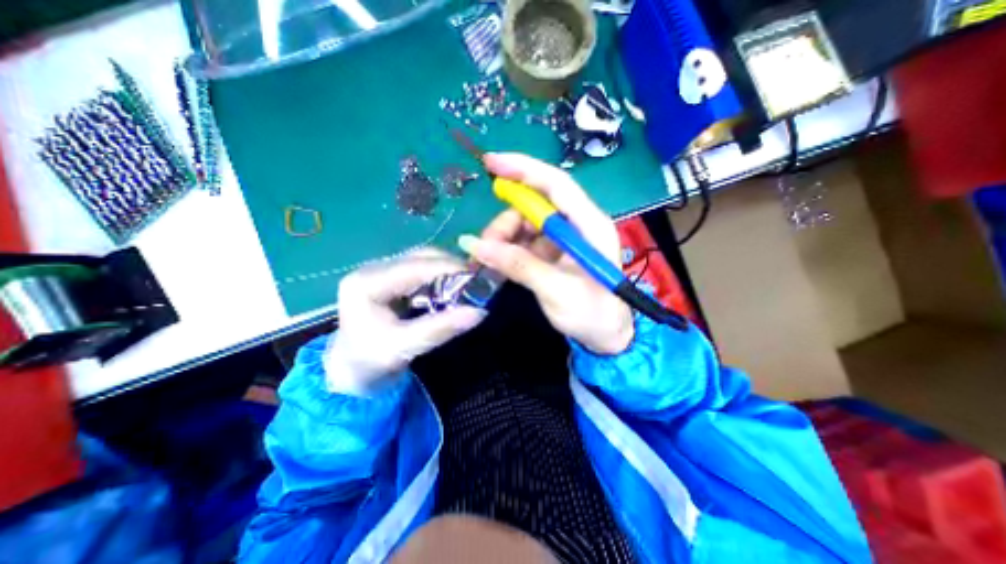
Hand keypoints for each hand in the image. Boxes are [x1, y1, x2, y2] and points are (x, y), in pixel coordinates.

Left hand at [327, 249, 487, 394]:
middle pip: (420, 257)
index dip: (448, 268)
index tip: (478, 277)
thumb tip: (479, 311)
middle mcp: (373, 270)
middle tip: (477, 282)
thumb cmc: (370, 363)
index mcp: (366, 283)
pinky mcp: (392, 279)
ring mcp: (382, 272)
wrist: (351, 373)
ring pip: (424, 261)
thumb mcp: (404, 348)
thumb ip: (440, 328)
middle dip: (451, 267)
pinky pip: (423, 271)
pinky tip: (453, 289)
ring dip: (448, 271)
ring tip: (469, 286)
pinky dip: (442, 278)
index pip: (414, 266)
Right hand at [459, 152, 629, 354]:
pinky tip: (498, 263)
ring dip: (504, 237)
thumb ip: (519, 266)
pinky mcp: (554, 252)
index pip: (557, 185)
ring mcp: (564, 238)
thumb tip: (475, 246)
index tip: (491, 162)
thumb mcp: (557, 291)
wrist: (607, 336)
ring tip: (489, 260)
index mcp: (589, 226)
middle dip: (506, 220)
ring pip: (526, 223)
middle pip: (535, 205)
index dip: (524, 169)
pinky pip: (526, 241)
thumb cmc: (593, 314)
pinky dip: (509, 248)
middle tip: (484, 245)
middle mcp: (577, 224)